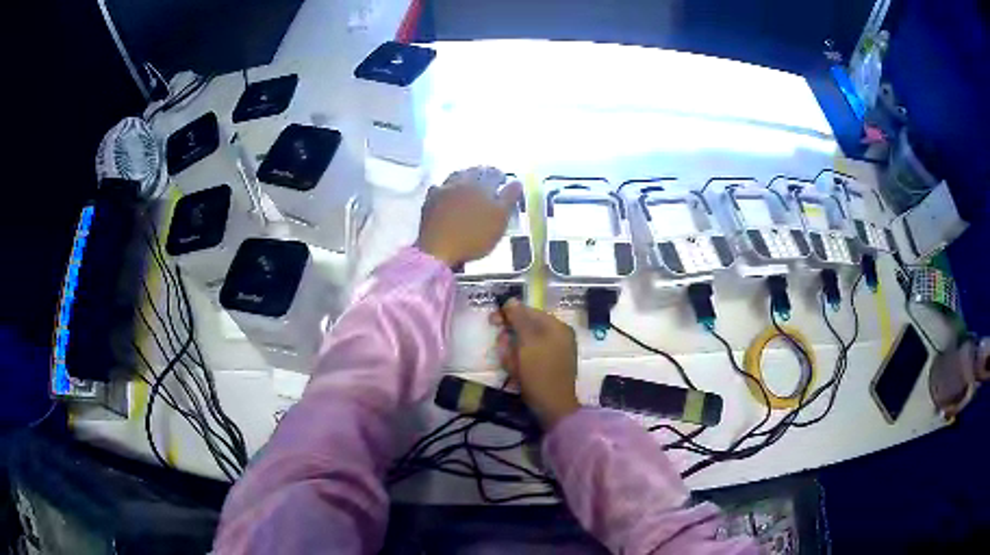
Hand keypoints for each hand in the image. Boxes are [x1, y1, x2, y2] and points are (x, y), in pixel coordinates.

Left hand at [416, 166, 522, 265]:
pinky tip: (446, 192)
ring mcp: (443, 190)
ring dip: (464, 176)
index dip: (500, 175)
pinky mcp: (430, 201)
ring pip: (456, 176)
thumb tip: (516, 181)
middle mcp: (462, 182)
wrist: (438, 248)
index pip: (494, 174)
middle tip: (487, 179)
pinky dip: (446, 188)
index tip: (504, 179)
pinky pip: (439, 188)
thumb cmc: (474, 236)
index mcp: (481, 185)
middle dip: (482, 173)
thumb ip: (509, 198)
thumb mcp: (499, 219)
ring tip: (468, 182)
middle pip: (473, 171)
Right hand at [489, 299, 580, 429]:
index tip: (492, 321)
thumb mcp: (527, 342)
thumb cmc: (540, 371)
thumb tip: (511, 300)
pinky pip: (529, 358)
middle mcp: (558, 337)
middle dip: (510, 338)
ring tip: (511, 366)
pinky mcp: (548, 368)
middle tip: (505, 350)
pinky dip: (518, 363)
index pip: (530, 311)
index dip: (510, 314)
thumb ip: (519, 318)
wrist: (552, 407)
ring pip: (525, 344)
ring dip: (512, 352)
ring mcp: (555, 353)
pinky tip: (515, 372)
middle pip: (526, 328)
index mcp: (557, 327)